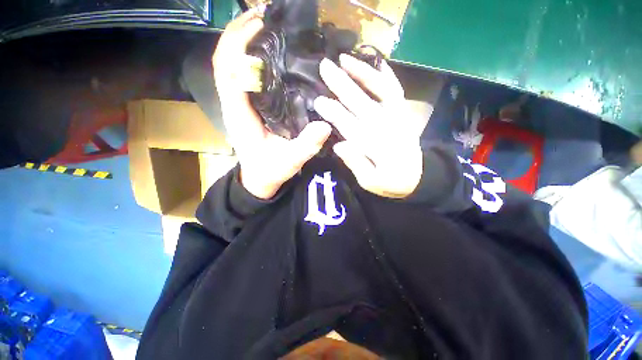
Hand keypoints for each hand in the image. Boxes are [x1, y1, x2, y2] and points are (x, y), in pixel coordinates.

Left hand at [213, 10, 331, 199]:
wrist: (260, 178)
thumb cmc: (271, 171)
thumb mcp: (290, 162)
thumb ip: (305, 146)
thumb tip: (325, 124)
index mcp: (240, 116)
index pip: (228, 73)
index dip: (238, 46)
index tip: (261, 25)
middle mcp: (235, 104)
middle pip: (225, 61)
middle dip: (238, 33)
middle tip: (264, 15)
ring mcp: (240, 104)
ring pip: (230, 66)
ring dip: (242, 41)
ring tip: (264, 23)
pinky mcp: (248, 106)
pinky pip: (241, 76)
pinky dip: (248, 57)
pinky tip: (267, 51)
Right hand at [314, 55, 423, 198]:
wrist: (418, 178)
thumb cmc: (391, 182)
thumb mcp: (371, 182)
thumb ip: (356, 164)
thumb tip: (339, 145)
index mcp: (376, 147)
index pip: (350, 126)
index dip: (334, 113)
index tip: (318, 101)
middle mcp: (387, 127)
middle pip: (361, 103)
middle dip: (342, 85)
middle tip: (324, 67)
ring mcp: (398, 116)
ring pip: (381, 90)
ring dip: (363, 73)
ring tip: (345, 58)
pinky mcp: (403, 113)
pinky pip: (396, 91)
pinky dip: (387, 75)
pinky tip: (377, 63)